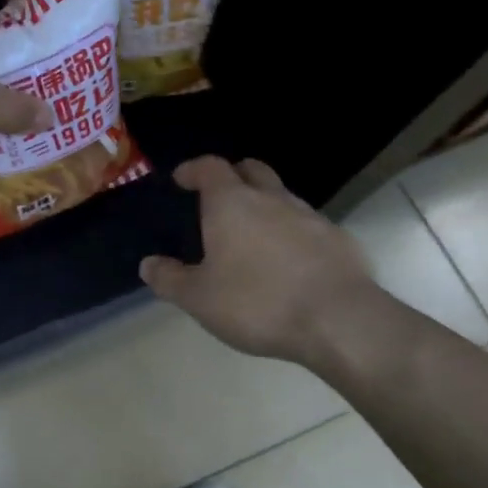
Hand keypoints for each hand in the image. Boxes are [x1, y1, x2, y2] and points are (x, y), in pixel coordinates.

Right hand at [140, 157, 381, 368]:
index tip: (181, 179)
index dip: (193, 169)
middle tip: (219, 197)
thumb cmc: (258, 302)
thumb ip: (170, 279)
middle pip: (251, 170)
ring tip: (253, 235)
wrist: (339, 320)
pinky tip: (289, 262)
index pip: (209, 167)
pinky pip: (308, 225)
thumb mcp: (199, 298)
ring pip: (282, 196)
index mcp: (231, 203)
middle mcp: (271, 198)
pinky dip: (293, 233)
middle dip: (233, 176)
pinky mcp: (339, 240)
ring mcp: (309, 216)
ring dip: (265, 205)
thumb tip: (148, 265)